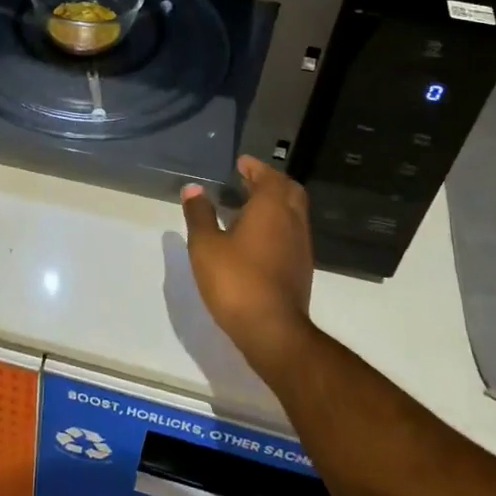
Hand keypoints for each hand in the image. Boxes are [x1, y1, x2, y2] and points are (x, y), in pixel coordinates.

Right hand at [180, 156, 317, 378]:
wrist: (273, 331)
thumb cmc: (236, 281)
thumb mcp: (206, 246)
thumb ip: (200, 215)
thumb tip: (193, 188)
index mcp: (272, 208)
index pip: (270, 177)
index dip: (256, 168)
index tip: (242, 163)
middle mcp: (293, 221)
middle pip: (289, 191)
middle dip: (271, 182)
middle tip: (248, 181)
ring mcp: (301, 247)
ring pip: (293, 214)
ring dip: (275, 205)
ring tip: (248, 208)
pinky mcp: (301, 269)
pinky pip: (291, 234)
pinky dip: (277, 226)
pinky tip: (256, 239)